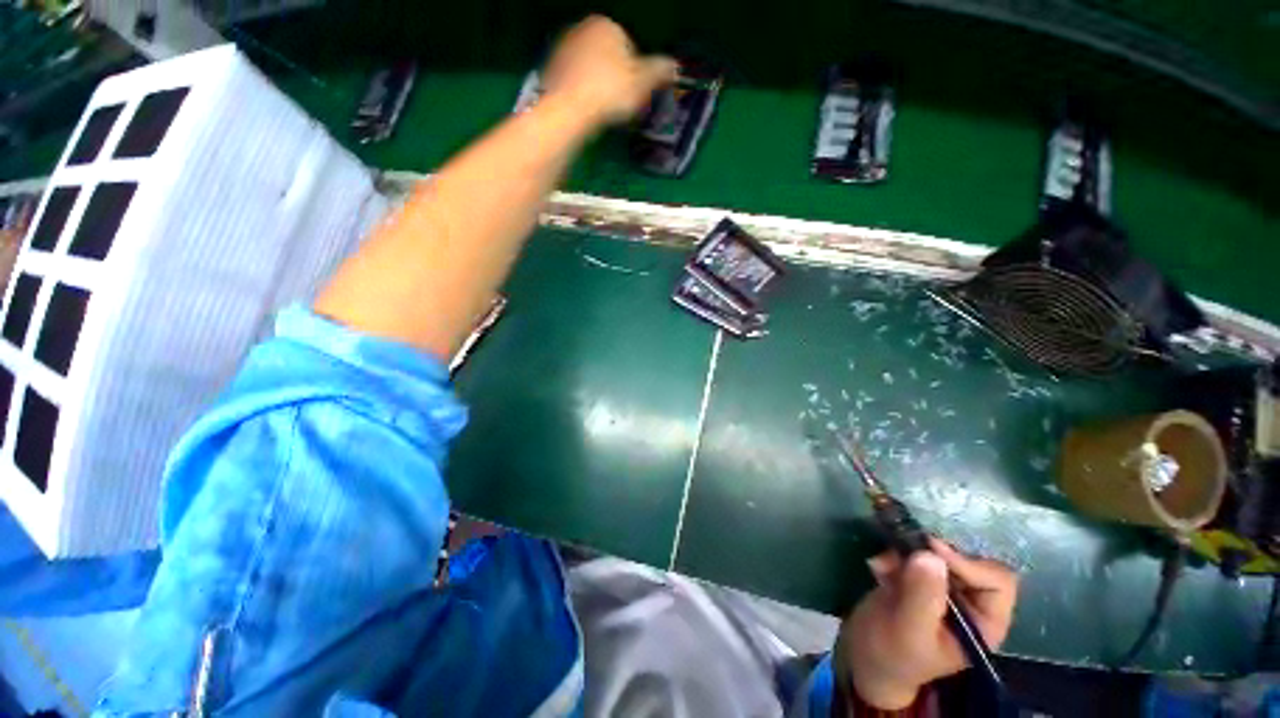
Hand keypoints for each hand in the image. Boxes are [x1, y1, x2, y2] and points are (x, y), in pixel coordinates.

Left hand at [542, 15, 677, 124]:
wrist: (570, 108)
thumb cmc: (610, 91)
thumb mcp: (642, 83)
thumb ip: (659, 71)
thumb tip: (674, 66)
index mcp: (607, 25)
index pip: (628, 47)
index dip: (635, 73)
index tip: (635, 93)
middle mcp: (582, 29)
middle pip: (607, 56)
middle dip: (615, 77)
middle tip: (620, 104)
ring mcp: (564, 48)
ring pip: (590, 69)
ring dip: (598, 86)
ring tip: (604, 110)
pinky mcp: (551, 70)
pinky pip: (575, 82)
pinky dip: (582, 94)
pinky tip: (587, 110)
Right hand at [839, 539, 1018, 709]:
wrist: (864, 656)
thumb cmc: (892, 654)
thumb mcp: (907, 630)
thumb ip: (922, 595)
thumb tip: (931, 555)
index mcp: (983, 623)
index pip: (996, 582)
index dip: (968, 563)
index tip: (931, 551)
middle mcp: (970, 603)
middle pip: (966, 560)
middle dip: (930, 554)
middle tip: (900, 553)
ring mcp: (942, 589)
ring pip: (936, 553)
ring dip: (905, 553)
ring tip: (881, 565)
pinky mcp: (917, 578)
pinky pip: (912, 554)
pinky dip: (893, 555)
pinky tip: (877, 567)